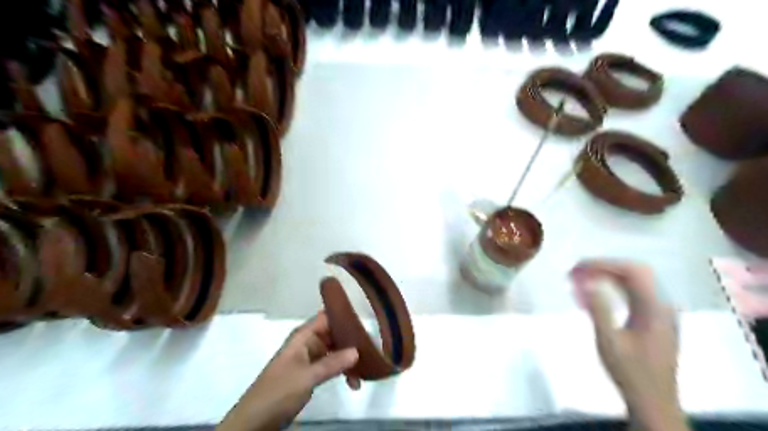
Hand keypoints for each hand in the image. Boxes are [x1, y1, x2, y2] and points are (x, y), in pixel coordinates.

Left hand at [216, 313, 357, 430]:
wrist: (254, 421)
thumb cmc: (278, 392)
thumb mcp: (307, 377)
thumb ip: (332, 363)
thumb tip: (357, 350)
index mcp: (303, 336)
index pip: (326, 317)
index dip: (344, 317)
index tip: (365, 324)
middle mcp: (307, 343)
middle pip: (333, 334)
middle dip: (351, 341)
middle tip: (372, 350)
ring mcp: (309, 359)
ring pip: (334, 351)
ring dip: (348, 359)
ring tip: (365, 371)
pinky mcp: (310, 374)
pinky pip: (331, 366)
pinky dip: (342, 371)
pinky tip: (353, 382)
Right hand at [569, 258, 689, 430]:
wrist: (653, 401)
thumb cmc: (629, 372)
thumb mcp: (608, 341)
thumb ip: (598, 308)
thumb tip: (584, 281)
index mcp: (655, 308)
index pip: (632, 271)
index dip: (603, 264)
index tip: (577, 268)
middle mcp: (662, 305)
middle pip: (635, 271)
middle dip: (604, 266)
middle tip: (577, 271)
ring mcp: (662, 312)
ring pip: (636, 280)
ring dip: (608, 275)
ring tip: (582, 278)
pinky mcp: (656, 318)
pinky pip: (635, 292)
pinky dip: (615, 286)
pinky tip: (597, 291)